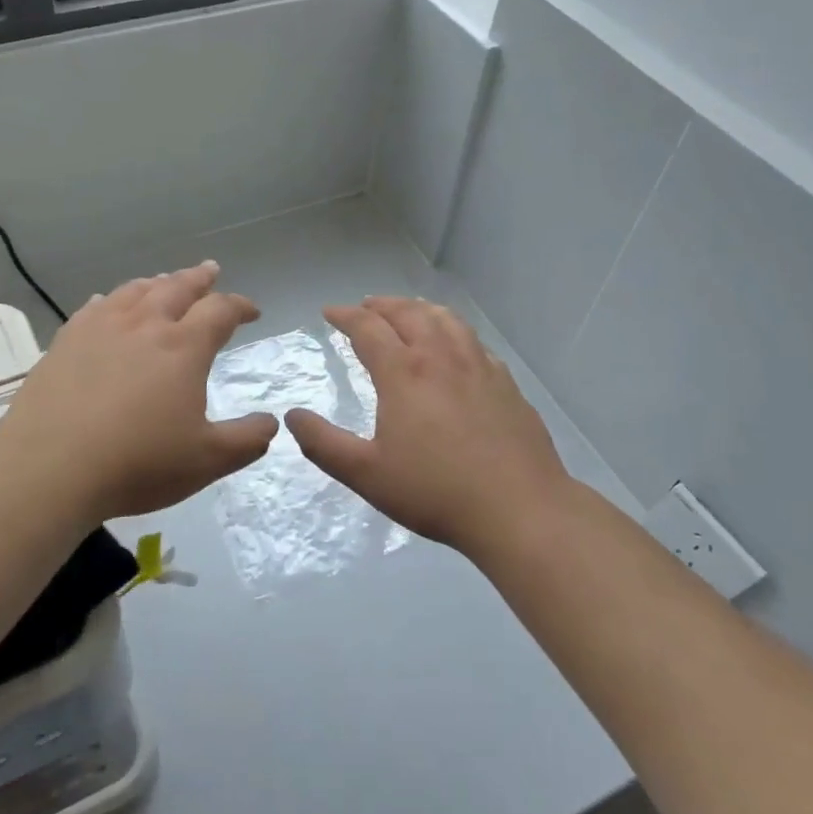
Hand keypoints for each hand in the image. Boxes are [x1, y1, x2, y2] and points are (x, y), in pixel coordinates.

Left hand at [0, 261, 278, 520]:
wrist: (50, 467)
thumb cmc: (137, 463)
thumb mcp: (206, 461)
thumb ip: (246, 440)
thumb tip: (271, 423)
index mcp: (183, 347)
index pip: (220, 310)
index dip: (240, 306)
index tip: (252, 311)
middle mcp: (145, 325)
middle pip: (177, 287)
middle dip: (199, 278)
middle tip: (211, 270)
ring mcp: (101, 328)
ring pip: (136, 291)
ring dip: (157, 282)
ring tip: (165, 280)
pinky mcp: (66, 340)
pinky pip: (95, 307)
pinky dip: (112, 299)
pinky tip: (109, 303)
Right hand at [285, 297, 571, 561]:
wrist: (519, 508)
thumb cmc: (435, 491)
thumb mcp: (366, 474)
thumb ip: (323, 444)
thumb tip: (293, 416)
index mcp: (404, 373)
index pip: (368, 328)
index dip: (345, 315)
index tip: (329, 312)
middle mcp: (441, 357)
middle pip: (408, 313)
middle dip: (381, 305)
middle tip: (365, 306)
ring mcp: (478, 365)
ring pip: (445, 319)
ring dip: (418, 308)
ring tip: (407, 312)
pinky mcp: (505, 382)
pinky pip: (473, 340)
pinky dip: (452, 330)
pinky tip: (454, 346)